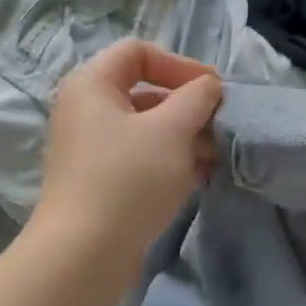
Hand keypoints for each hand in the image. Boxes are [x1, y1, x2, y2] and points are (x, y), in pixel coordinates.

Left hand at [33, 40, 221, 261]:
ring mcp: (91, 149)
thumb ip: (197, 98)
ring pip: (146, 130)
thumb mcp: (171, 130)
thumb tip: (209, 87)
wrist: (85, 252)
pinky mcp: (100, 183)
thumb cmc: (128, 179)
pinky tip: (197, 179)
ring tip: (214, 159)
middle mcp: (85, 111)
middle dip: (188, 108)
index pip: (139, 52)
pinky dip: (169, 163)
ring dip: (184, 138)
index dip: (181, 65)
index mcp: (91, 85)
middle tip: (220, 129)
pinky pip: (140, 159)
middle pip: (145, 93)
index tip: (214, 92)